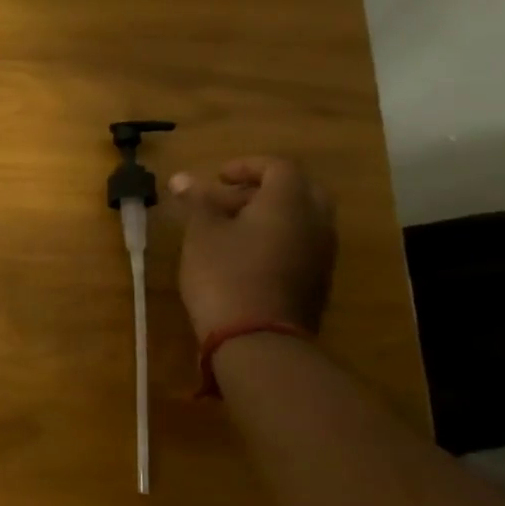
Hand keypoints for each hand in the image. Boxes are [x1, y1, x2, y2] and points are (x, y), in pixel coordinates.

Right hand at [167, 157, 334, 340]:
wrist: (258, 339)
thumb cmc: (224, 275)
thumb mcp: (201, 234)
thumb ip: (197, 202)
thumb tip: (183, 178)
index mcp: (289, 203)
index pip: (279, 167)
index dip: (247, 166)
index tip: (217, 177)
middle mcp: (315, 222)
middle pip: (299, 190)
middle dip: (263, 189)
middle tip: (227, 199)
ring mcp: (321, 253)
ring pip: (302, 218)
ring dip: (269, 215)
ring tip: (229, 229)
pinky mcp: (317, 280)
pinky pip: (301, 243)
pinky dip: (277, 238)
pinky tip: (244, 255)